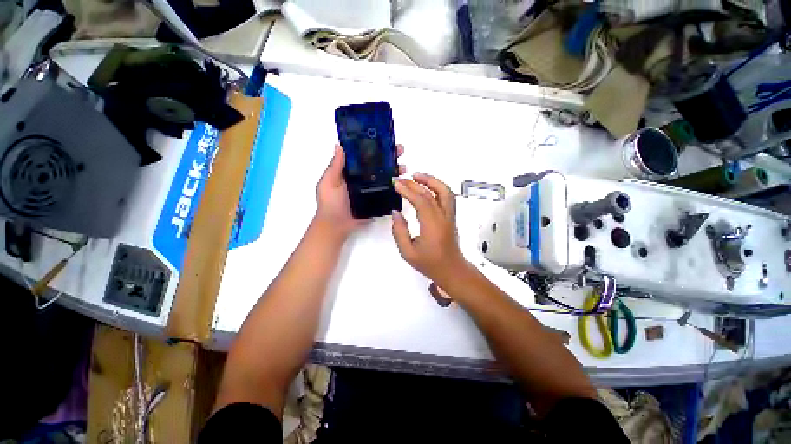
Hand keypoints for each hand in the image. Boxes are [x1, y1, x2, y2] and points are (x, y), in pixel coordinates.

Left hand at [315, 144, 404, 239]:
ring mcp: (369, 190)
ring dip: (394, 171)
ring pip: (384, 177)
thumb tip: (339, 146)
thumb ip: (335, 166)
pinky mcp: (375, 201)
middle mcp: (361, 179)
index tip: (385, 141)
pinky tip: (402, 183)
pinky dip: (394, 187)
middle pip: (377, 165)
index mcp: (350, 172)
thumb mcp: (329, 182)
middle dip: (389, 157)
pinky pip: (386, 192)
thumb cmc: (330, 204)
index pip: (364, 157)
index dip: (374, 148)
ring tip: (403, 168)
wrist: (337, 226)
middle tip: (400, 151)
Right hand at [391, 173, 468, 285]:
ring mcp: (450, 216)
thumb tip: (396, 213)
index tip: (397, 184)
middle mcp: (444, 217)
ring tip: (417, 176)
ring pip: (445, 191)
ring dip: (432, 180)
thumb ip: (400, 231)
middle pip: (432, 193)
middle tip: (401, 179)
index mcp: (432, 226)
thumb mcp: (408, 252)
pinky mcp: (452, 217)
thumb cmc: (430, 264)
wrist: (452, 270)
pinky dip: (438, 187)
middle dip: (415, 183)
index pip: (421, 201)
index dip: (408, 190)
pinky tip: (427, 187)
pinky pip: (447, 197)